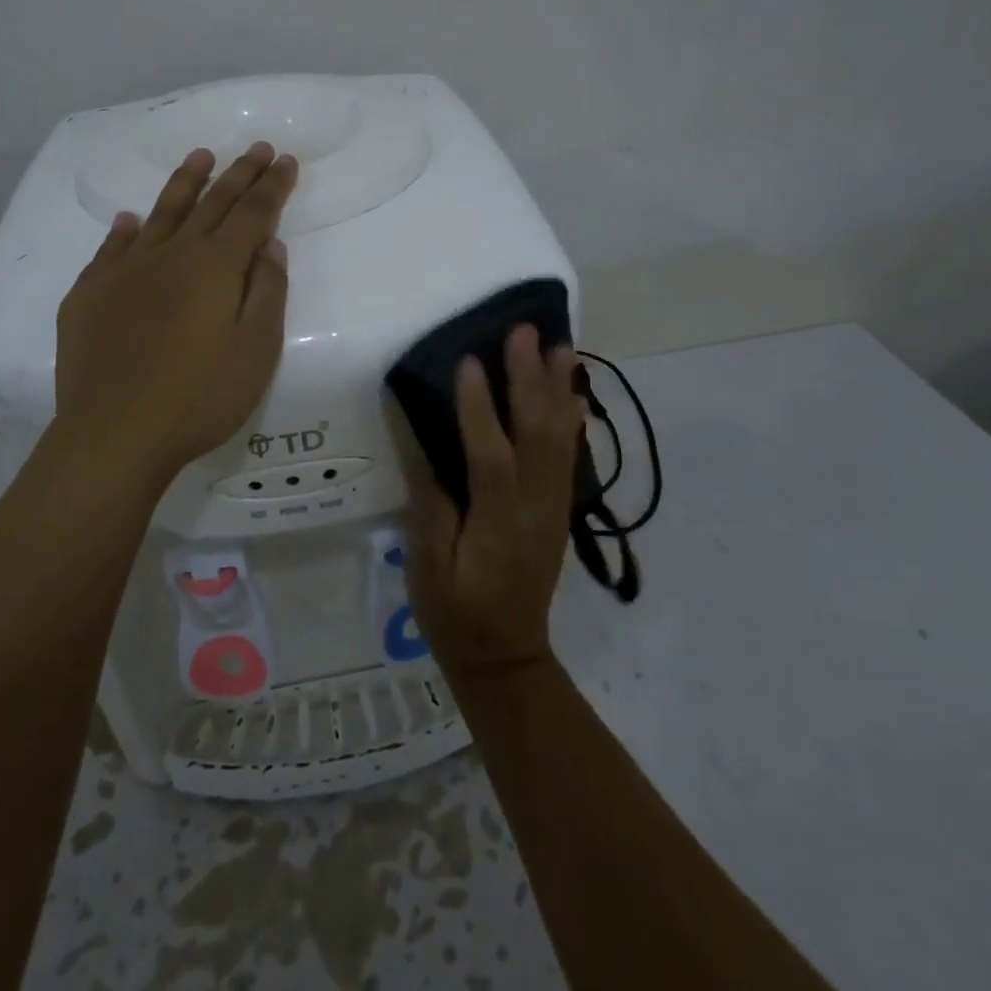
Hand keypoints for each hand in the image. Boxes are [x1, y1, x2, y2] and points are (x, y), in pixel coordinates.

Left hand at [53, 142, 297, 476]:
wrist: (115, 432)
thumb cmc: (200, 397)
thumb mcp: (256, 350)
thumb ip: (267, 291)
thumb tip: (268, 245)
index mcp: (215, 266)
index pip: (252, 213)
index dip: (271, 186)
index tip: (284, 160)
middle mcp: (171, 255)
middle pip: (211, 203)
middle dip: (238, 174)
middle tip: (255, 148)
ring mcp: (125, 270)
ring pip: (161, 213)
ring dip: (185, 183)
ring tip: (200, 157)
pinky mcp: (90, 293)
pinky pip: (112, 248)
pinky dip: (126, 229)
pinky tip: (131, 220)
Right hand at [401, 325, 585, 680]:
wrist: (507, 658)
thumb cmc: (456, 612)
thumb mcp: (429, 564)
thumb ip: (429, 499)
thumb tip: (417, 439)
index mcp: (497, 523)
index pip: (491, 457)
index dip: (480, 409)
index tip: (469, 361)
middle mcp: (534, 507)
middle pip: (537, 435)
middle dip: (530, 380)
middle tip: (526, 332)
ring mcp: (552, 507)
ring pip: (560, 439)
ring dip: (560, 390)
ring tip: (561, 347)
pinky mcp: (557, 509)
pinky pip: (567, 457)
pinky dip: (571, 420)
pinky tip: (573, 395)